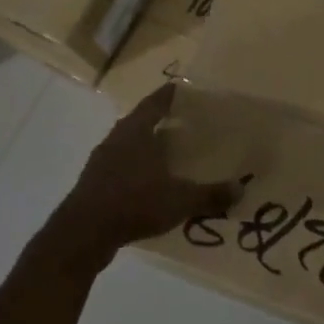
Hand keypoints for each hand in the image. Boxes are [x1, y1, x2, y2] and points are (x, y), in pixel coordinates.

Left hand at [38, 86, 236, 276]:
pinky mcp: (93, 183)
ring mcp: (101, 161)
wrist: (82, 233)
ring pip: (129, 145)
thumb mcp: (179, 200)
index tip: (186, 90)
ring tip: (170, 155)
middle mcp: (117, 138)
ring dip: (147, 147)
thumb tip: (241, 188)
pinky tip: (150, 185)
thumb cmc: (133, 202)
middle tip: (185, 124)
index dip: (171, 94)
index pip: (156, 102)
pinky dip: (136, 170)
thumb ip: (210, 194)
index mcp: (136, 130)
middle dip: (162, 122)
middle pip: (141, 121)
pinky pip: (120, 167)